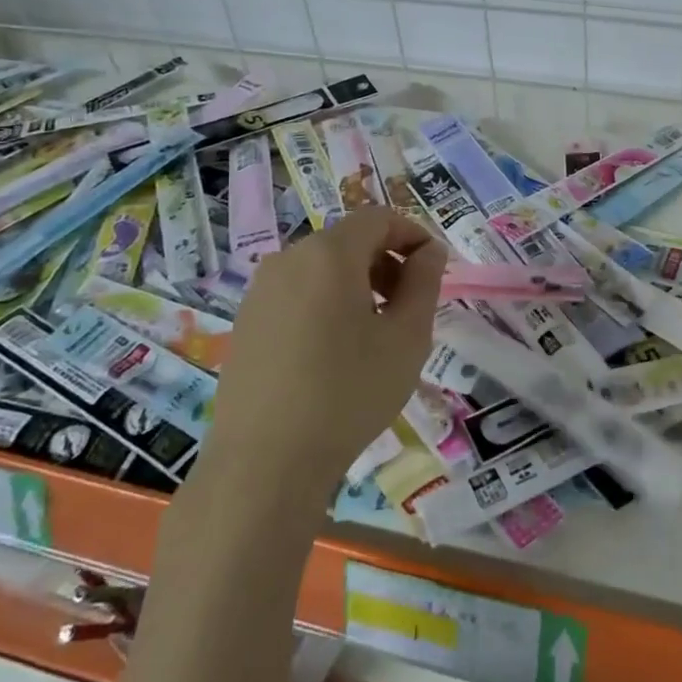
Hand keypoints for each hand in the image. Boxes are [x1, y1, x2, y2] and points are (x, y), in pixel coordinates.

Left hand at [209, 209, 445, 498]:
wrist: (264, 463)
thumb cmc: (348, 393)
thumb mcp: (407, 337)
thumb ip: (424, 282)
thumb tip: (429, 251)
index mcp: (329, 254)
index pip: (379, 218)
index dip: (414, 234)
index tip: (435, 270)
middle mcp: (289, 259)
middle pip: (349, 240)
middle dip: (388, 261)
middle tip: (411, 305)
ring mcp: (260, 290)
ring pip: (322, 267)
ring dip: (359, 283)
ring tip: (377, 331)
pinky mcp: (246, 321)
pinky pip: (298, 293)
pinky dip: (327, 302)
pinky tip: (336, 351)